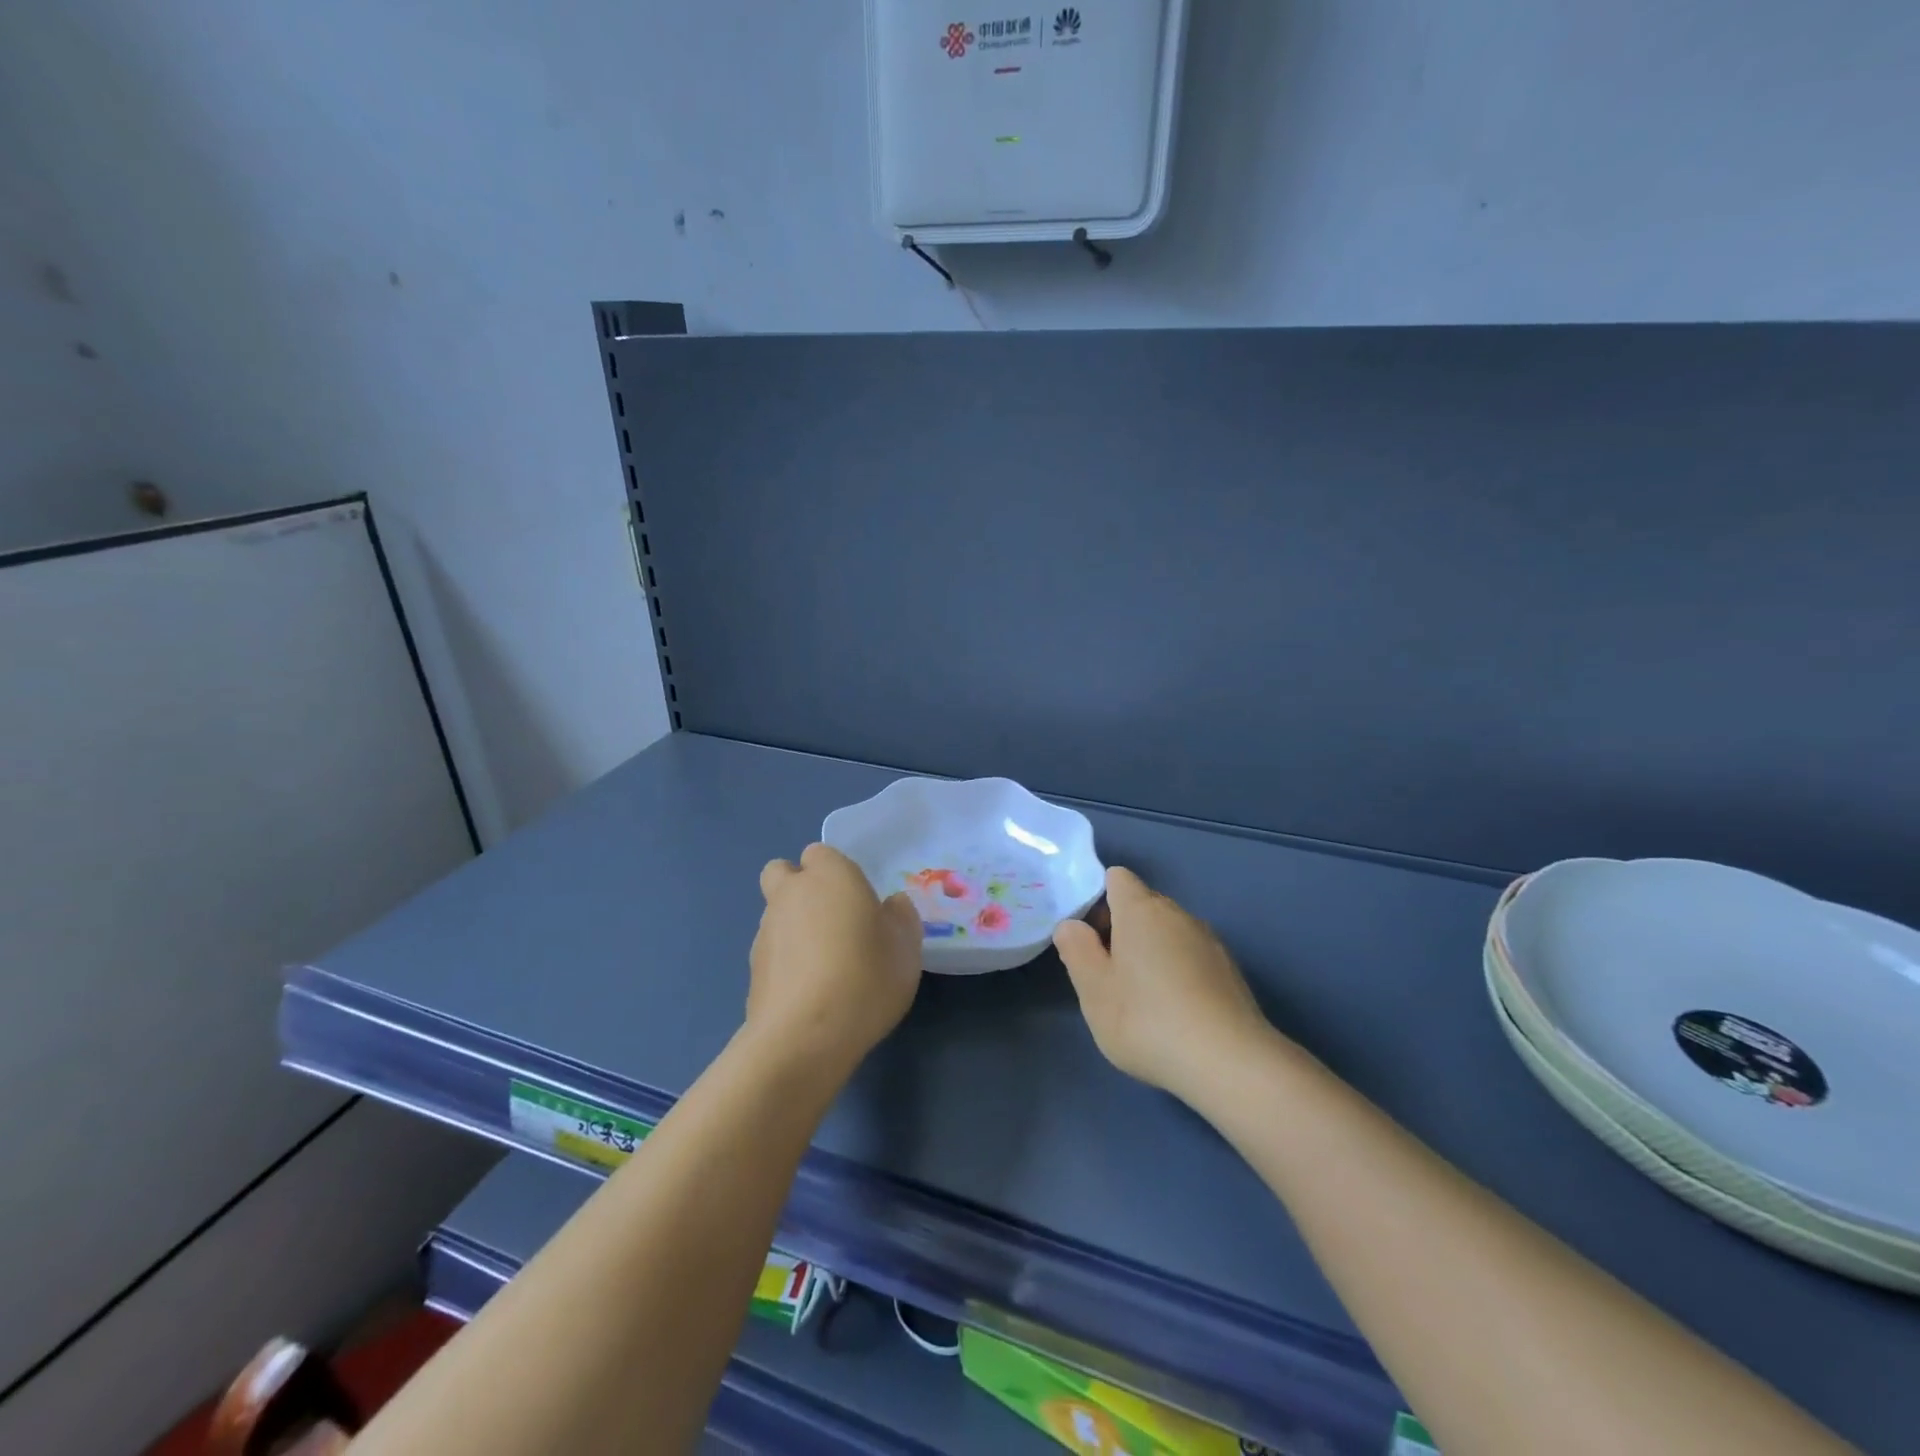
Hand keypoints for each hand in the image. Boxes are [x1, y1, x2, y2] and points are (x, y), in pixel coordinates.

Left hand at [747, 843, 922, 1077]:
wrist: (804, 1036)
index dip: (837, 873)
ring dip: (794, 927)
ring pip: (776, 913)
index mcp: (829, 875)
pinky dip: (786, 961)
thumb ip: (901, 918)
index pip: (821, 853)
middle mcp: (790, 893)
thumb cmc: (865, 977)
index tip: (858, 901)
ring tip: (825, 967)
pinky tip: (810, 992)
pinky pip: (772, 951)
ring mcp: (765, 930)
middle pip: (784, 874)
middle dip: (800, 888)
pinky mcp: (752, 968)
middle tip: (833, 921)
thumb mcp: (906, 947)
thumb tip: (891, 906)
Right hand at [1053, 866, 1273, 1098]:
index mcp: (1141, 909)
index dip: (1098, 900)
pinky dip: (1178, 970)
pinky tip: (1175, 1012)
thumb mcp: (1094, 990)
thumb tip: (1071, 925)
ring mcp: (1209, 941)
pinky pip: (1191, 955)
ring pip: (1169, 931)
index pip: (1117, 878)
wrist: (1230, 1063)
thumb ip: (1076, 950)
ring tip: (1141, 997)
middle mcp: (1178, 914)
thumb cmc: (1148, 1020)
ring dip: (1151, 950)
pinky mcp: (1229, 970)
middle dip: (1122, 928)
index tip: (1089, 938)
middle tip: (1108, 974)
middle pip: (1143, 903)